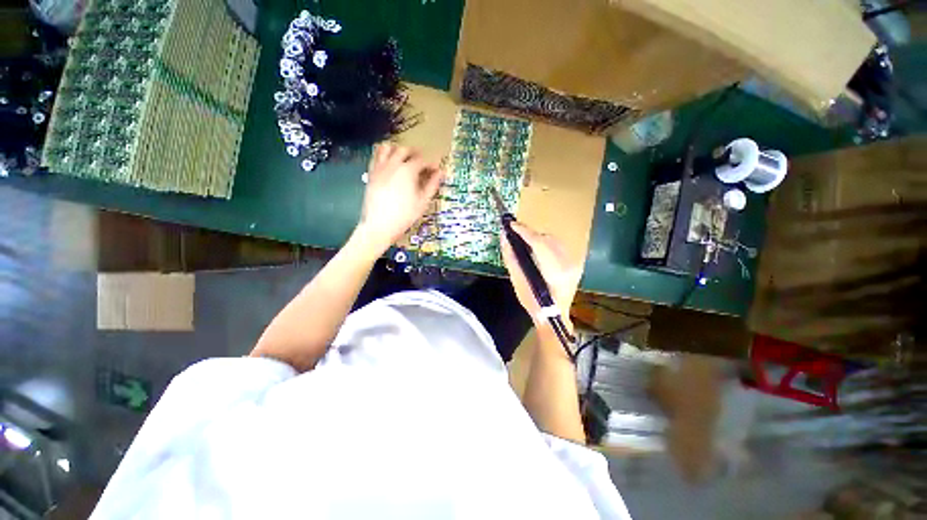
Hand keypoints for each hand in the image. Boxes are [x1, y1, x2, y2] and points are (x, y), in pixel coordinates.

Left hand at [355, 144, 444, 253]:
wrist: (380, 225)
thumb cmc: (404, 215)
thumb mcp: (423, 201)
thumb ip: (432, 185)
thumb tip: (440, 173)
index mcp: (408, 171)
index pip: (422, 161)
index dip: (431, 164)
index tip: (435, 170)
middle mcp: (393, 165)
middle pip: (405, 150)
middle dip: (415, 154)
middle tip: (421, 162)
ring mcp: (380, 168)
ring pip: (387, 148)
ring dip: (397, 149)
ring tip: (403, 157)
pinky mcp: (371, 173)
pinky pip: (375, 156)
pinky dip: (382, 154)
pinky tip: (388, 161)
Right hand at [500, 222, 581, 328]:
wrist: (554, 316)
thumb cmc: (533, 303)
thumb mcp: (518, 282)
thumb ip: (511, 258)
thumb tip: (504, 238)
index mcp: (554, 271)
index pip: (539, 242)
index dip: (524, 231)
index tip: (511, 225)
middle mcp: (568, 264)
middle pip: (547, 238)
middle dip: (530, 234)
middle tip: (515, 234)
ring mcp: (574, 263)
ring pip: (554, 240)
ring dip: (538, 238)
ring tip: (523, 241)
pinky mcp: (574, 263)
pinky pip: (558, 246)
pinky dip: (545, 244)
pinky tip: (536, 249)